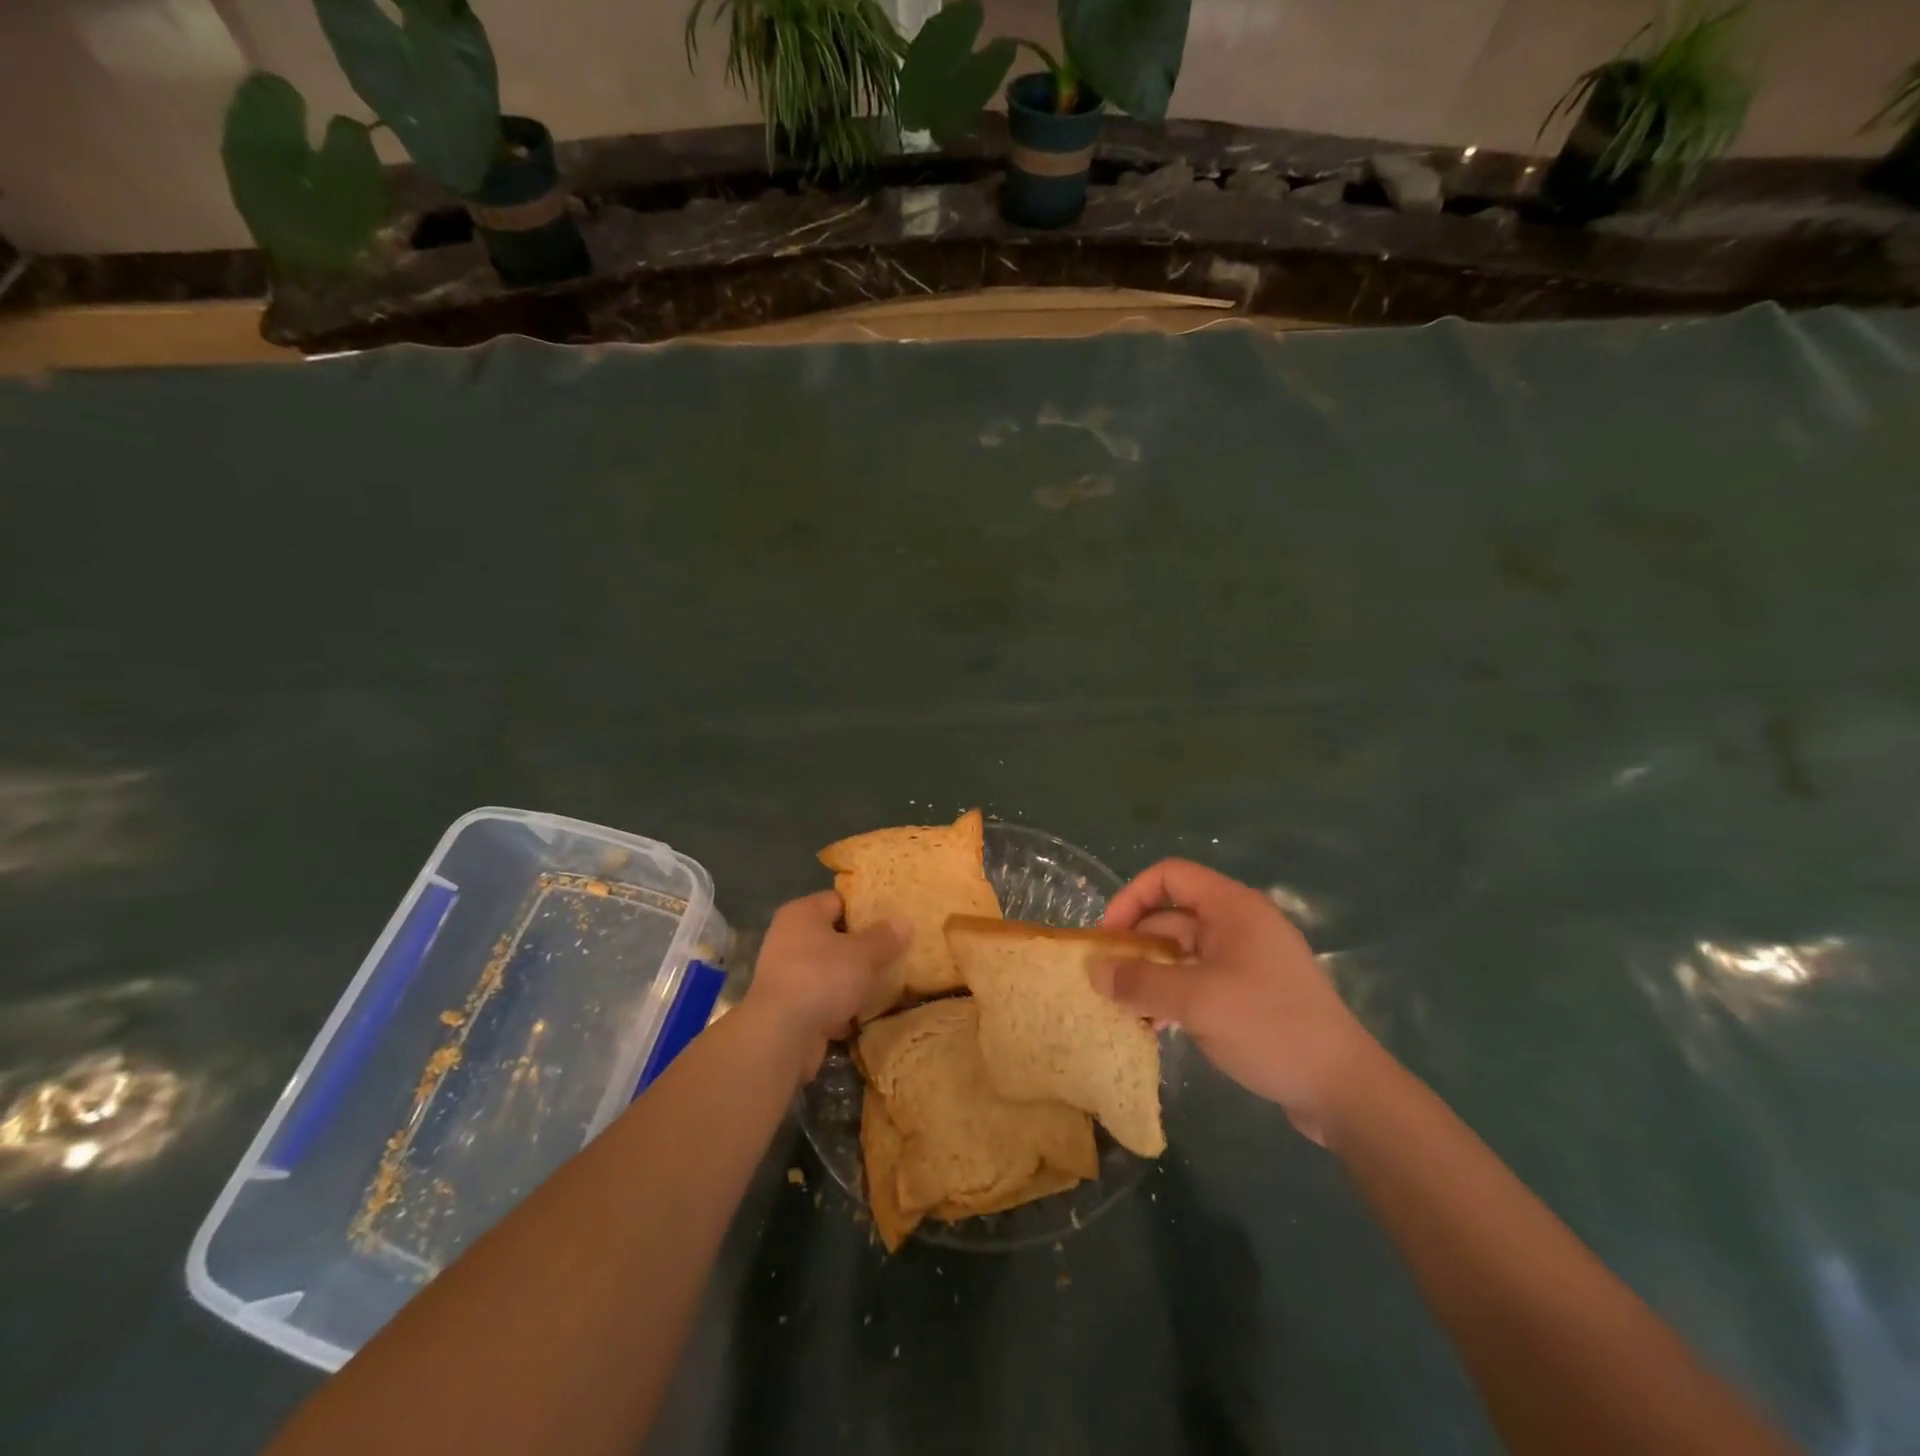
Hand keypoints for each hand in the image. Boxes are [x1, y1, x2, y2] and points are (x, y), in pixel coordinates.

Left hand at [743, 890, 910, 1079]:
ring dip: (853, 978)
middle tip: (896, 951)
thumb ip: (885, 937)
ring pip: (830, 969)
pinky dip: (841, 1005)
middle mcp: (788, 938)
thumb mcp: (863, 954)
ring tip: (887, 981)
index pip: (839, 900)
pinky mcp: (788, 1007)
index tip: (894, 920)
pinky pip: (823, 998)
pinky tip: (867, 1012)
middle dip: (863, 946)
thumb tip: (904, 920)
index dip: (867, 908)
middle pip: (834, 936)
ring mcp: (786, 974)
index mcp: (802, 913)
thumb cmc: (822, 978)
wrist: (781, 1036)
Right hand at [1097, 859, 1382, 1145]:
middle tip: (1106, 983)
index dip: (1131, 898)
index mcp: (1232, 907)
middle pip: (1172, 917)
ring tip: (1127, 1011)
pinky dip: (1174, 995)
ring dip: (1151, 975)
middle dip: (1135, 946)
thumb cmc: (1269, 1027)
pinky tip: (1158, 1028)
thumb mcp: (1197, 1002)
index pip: (1169, 876)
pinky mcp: (1252, 993)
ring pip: (1183, 953)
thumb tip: (1093, 970)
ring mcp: (1247, 960)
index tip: (1108, 938)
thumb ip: (1140, 982)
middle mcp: (1239, 924)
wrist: (1344, 1090)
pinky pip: (1200, 980)